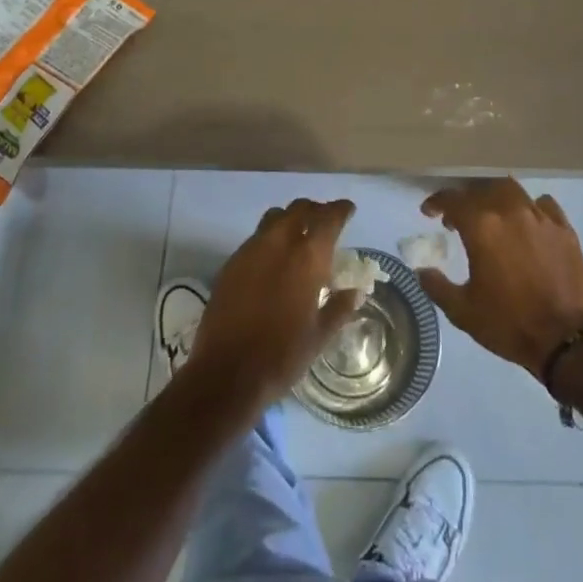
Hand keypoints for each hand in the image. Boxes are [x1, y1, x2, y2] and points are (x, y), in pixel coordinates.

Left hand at [187, 197, 362, 413]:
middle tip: (324, 222)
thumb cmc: (282, 356)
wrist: (227, 373)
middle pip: (300, 208)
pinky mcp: (231, 262)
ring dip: (290, 219)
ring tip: (297, 236)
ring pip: (275, 217)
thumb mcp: (319, 336)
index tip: (348, 210)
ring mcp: (252, 249)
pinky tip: (271, 261)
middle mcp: (280, 242)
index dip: (341, 209)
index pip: (329, 218)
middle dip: (315, 210)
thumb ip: (339, 308)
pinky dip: (269, 239)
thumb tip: (355, 292)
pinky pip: (255, 238)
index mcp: (308, 257)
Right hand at [418, 180, 582, 376]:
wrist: (566, 340)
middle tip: (459, 218)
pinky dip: (530, 207)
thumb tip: (421, 270)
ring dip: (495, 197)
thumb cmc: (509, 324)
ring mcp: (540, 217)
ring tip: (492, 214)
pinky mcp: (564, 229)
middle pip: (482, 189)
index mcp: (482, 227)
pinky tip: (527, 222)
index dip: (437, 202)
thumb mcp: (463, 312)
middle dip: (466, 199)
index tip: (429, 212)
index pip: (453, 200)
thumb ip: (437, 286)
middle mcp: (510, 211)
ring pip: (512, 190)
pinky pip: (543, 205)